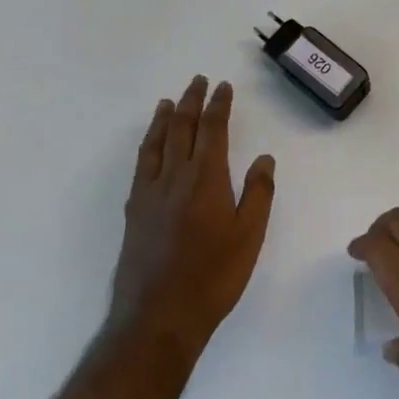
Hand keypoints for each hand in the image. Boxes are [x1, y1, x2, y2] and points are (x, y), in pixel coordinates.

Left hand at [108, 76, 275, 355]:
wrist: (159, 318)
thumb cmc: (213, 277)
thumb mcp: (249, 236)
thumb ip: (258, 193)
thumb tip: (263, 157)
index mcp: (206, 179)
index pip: (213, 130)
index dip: (218, 105)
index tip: (223, 87)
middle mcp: (175, 177)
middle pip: (182, 129)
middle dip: (191, 102)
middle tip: (197, 81)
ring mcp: (150, 193)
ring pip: (157, 143)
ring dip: (164, 118)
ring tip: (168, 101)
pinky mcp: (134, 212)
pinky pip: (141, 165)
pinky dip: (147, 145)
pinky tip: (150, 146)